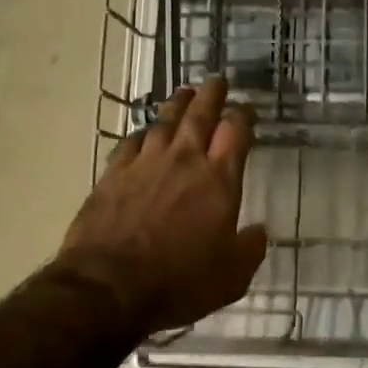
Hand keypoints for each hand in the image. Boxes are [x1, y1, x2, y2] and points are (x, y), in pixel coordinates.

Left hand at [56, 77, 269, 337]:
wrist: (108, 286)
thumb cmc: (179, 282)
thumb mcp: (232, 276)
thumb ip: (249, 248)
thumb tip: (258, 231)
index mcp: (219, 180)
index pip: (236, 132)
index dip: (244, 117)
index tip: (247, 111)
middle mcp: (184, 160)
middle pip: (200, 114)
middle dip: (211, 95)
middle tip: (216, 80)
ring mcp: (145, 163)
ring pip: (165, 122)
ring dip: (177, 105)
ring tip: (184, 93)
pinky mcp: (113, 174)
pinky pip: (130, 143)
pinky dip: (141, 134)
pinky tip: (143, 133)